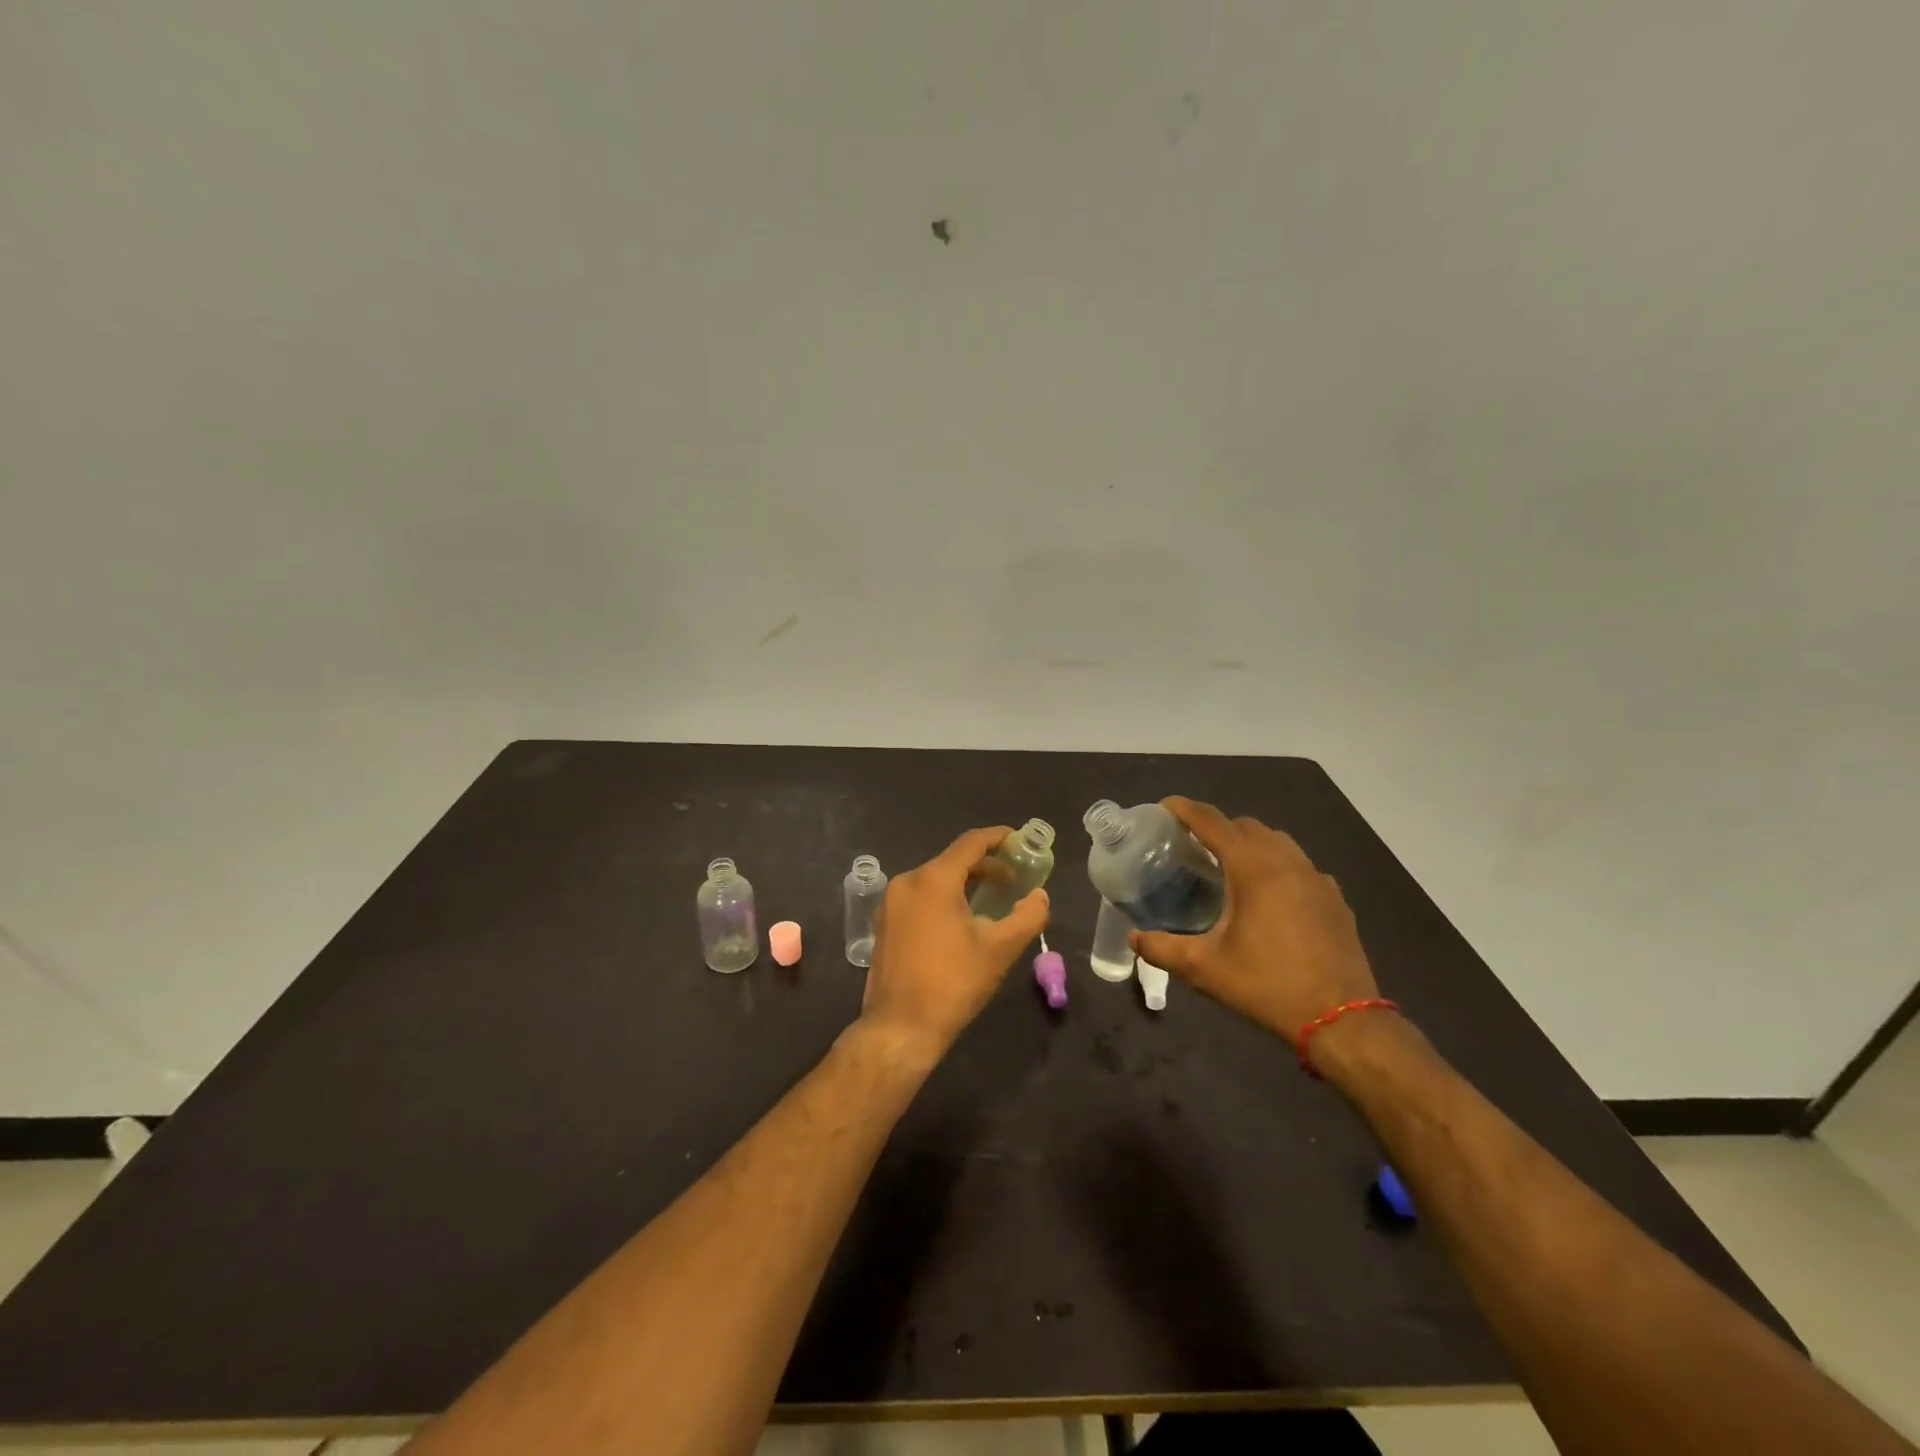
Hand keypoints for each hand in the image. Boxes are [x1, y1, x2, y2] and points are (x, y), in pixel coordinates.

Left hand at [857, 826, 1049, 1067]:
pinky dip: (943, 898)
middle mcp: (907, 882)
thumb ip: (1028, 916)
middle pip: (952, 860)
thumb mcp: (1000, 949)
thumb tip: (1040, 896)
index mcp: (934, 879)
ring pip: (934, 879)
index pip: (971, 843)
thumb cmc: (953, 983)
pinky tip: (960, 920)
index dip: (998, 838)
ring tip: (991, 900)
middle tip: (1014, 878)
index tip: (1020, 840)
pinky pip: (919, 897)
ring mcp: (891, 903)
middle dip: (985, 865)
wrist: (900, 1028)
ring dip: (964, 883)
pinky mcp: (885, 923)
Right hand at [1130, 797, 1376, 1044]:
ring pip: (1278, 842)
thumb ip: (1162, 949)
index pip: (1213, 822)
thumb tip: (1134, 938)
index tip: (1164, 806)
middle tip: (1192, 846)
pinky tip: (1269, 897)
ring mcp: (1317, 880)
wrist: (1342, 1021)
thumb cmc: (1267, 986)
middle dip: (1217, 827)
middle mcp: (1288, 863)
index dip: (1185, 809)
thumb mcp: (1204, 969)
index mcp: (1254, 869)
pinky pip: (1300, 867)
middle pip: (1247, 826)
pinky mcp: (1335, 901)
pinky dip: (1277, 867)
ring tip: (1229, 867)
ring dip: (1250, 844)